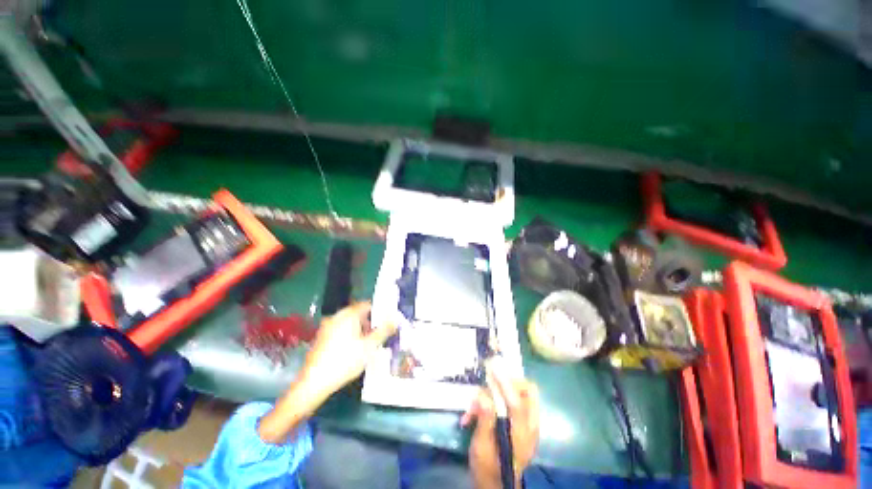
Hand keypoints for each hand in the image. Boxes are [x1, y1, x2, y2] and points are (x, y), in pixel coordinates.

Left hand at [258, 302, 395, 443]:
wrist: (313, 383)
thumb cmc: (345, 361)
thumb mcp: (370, 346)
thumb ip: (384, 330)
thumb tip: (395, 318)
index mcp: (349, 314)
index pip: (368, 305)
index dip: (379, 312)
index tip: (387, 323)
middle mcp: (337, 316)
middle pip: (359, 313)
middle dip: (370, 322)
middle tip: (379, 336)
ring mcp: (327, 326)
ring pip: (349, 323)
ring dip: (360, 329)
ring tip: (368, 345)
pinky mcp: (322, 337)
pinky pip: (340, 330)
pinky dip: (350, 335)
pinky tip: (353, 350)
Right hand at [461, 370, 539, 488]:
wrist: (496, 484)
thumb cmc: (488, 468)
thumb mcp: (481, 447)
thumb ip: (484, 421)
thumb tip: (483, 397)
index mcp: (521, 435)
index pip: (517, 403)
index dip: (504, 383)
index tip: (492, 367)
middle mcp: (529, 425)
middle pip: (528, 391)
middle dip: (509, 381)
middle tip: (489, 381)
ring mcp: (527, 422)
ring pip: (519, 393)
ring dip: (495, 392)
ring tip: (473, 406)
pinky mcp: (520, 421)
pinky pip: (513, 399)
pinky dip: (496, 399)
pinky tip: (475, 412)